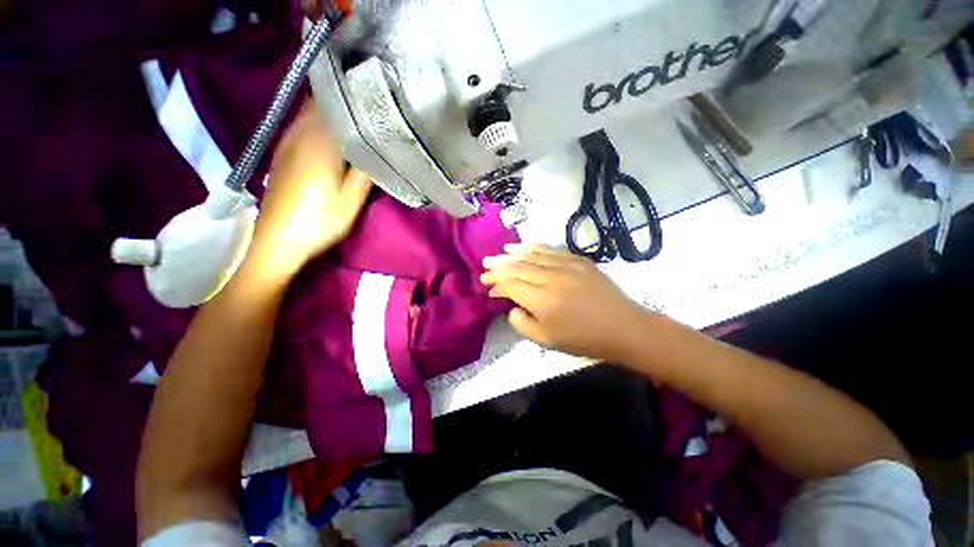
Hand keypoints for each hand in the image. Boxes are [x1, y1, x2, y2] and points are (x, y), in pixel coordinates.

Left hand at [252, 101, 371, 272]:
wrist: (277, 241)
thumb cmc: (320, 222)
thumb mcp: (351, 202)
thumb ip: (364, 173)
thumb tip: (376, 150)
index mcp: (319, 146)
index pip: (334, 110)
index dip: (352, 101)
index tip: (370, 100)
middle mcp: (298, 138)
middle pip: (317, 108)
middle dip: (339, 104)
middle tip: (364, 108)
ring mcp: (285, 146)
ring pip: (306, 117)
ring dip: (325, 114)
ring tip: (349, 117)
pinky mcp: (280, 157)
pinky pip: (297, 129)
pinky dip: (312, 125)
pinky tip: (324, 134)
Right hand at [480, 244, 647, 361]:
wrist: (623, 327)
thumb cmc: (583, 339)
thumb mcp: (546, 341)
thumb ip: (521, 324)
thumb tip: (512, 305)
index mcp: (543, 301)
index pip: (511, 285)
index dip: (496, 283)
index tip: (487, 285)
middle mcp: (552, 278)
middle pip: (518, 267)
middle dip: (498, 266)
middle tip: (485, 264)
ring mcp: (567, 265)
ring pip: (532, 255)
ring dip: (513, 253)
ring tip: (500, 253)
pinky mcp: (579, 260)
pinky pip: (551, 250)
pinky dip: (534, 247)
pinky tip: (524, 247)